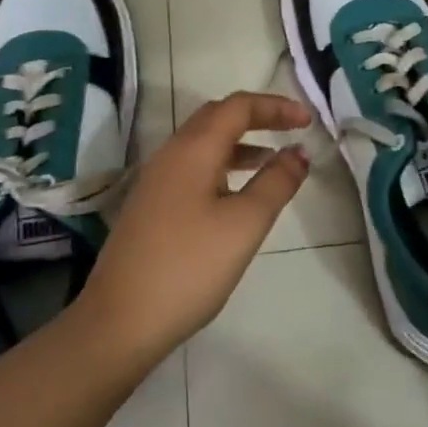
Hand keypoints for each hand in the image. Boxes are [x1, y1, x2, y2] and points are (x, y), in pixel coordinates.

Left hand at [76, 92, 311, 365]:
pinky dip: (222, 164)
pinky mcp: (151, 204)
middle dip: (257, 117)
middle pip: (217, 116)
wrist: (119, 320)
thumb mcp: (244, 224)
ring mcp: (157, 179)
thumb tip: (298, 152)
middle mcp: (171, 153)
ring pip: (203, 142)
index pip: (238, 106)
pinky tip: (236, 193)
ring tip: (272, 159)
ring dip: (240, 142)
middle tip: (291, 130)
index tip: (307, 121)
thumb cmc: (189, 267)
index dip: (275, 107)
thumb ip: (276, 183)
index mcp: (193, 149)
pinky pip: (193, 166)